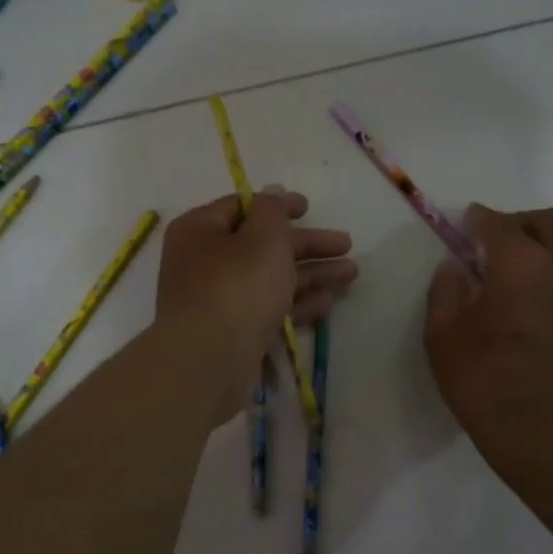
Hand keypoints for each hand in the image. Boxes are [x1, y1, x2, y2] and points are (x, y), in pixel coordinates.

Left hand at [156, 190, 355, 419]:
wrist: (209, 361)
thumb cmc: (236, 286)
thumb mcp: (262, 237)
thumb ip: (273, 211)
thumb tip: (273, 193)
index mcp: (200, 231)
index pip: (242, 207)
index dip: (278, 205)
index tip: (310, 208)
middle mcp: (205, 263)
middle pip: (262, 245)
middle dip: (307, 246)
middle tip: (347, 245)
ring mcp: (219, 300)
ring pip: (271, 279)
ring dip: (312, 274)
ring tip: (352, 274)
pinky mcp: (235, 332)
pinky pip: (270, 309)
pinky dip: (299, 302)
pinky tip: (331, 301)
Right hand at [424, 205, 552, 468]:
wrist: (546, 439)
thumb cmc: (485, 386)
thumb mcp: (443, 339)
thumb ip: (445, 293)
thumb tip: (454, 267)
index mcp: (520, 267)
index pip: (499, 225)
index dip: (479, 219)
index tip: (466, 222)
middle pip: (552, 223)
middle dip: (522, 223)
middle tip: (500, 241)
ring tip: (534, 271)